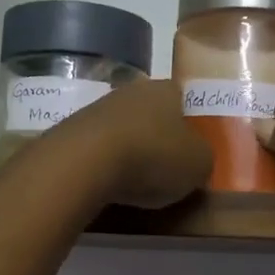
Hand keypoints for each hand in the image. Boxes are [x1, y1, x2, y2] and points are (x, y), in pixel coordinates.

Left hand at [54, 78, 212, 209]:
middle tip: (166, 168)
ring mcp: (97, 108)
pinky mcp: (71, 131)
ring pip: (124, 129)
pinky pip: (99, 148)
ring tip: (136, 182)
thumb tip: (196, 159)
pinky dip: (106, 163)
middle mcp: (132, 91)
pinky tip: (108, 184)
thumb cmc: (153, 157)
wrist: (85, 162)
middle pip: (152, 113)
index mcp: (167, 90)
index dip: (189, 125)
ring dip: (130, 151)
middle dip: (158, 137)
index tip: (191, 150)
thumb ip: (203, 158)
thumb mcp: (199, 164)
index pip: (184, 100)